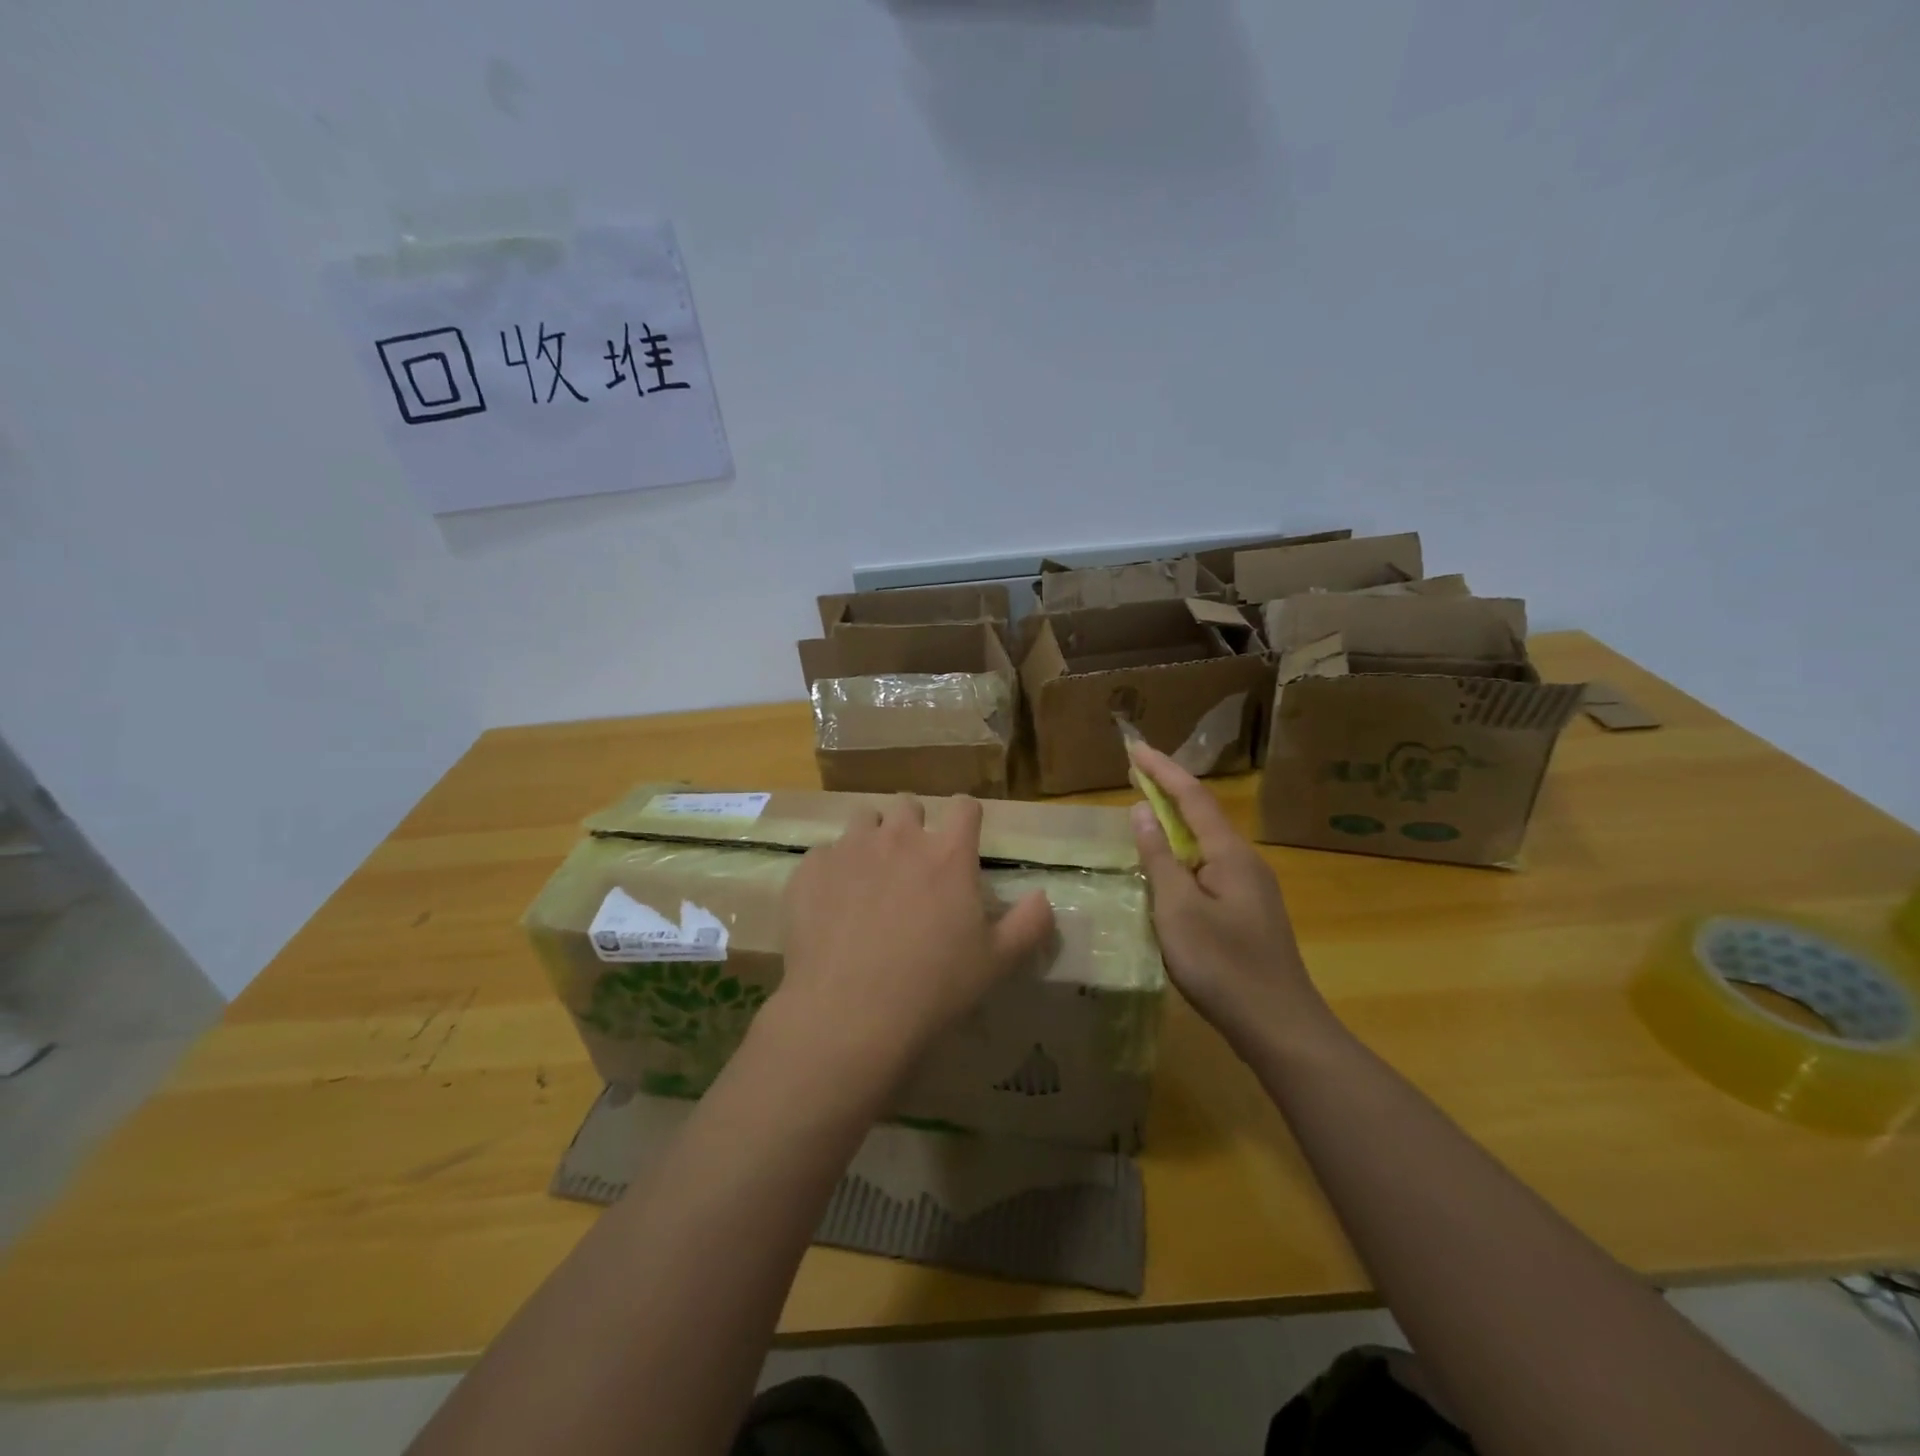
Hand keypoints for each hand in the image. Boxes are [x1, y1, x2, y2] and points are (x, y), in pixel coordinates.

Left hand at [773, 795, 1055, 1084]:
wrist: (848, 1013)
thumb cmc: (933, 987)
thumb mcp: (996, 962)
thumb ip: (1029, 923)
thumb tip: (1043, 897)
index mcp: (948, 853)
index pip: (965, 806)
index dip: (966, 816)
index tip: (963, 836)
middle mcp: (899, 837)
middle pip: (909, 804)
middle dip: (913, 825)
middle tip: (913, 863)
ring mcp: (850, 848)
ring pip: (864, 820)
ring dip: (871, 839)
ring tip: (869, 878)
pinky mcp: (811, 869)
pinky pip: (824, 854)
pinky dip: (832, 870)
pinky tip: (831, 906)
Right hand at [1127, 744, 1333, 1051]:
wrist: (1279, 1027)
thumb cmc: (1223, 965)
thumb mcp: (1177, 909)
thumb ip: (1159, 857)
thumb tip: (1142, 810)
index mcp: (1230, 854)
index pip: (1192, 797)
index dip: (1162, 770)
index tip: (1134, 747)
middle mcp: (1245, 862)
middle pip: (1202, 815)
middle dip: (1168, 790)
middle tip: (1135, 773)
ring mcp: (1250, 889)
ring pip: (1206, 845)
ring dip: (1175, 824)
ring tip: (1144, 815)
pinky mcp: (1247, 914)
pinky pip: (1208, 870)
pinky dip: (1182, 857)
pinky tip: (1167, 872)